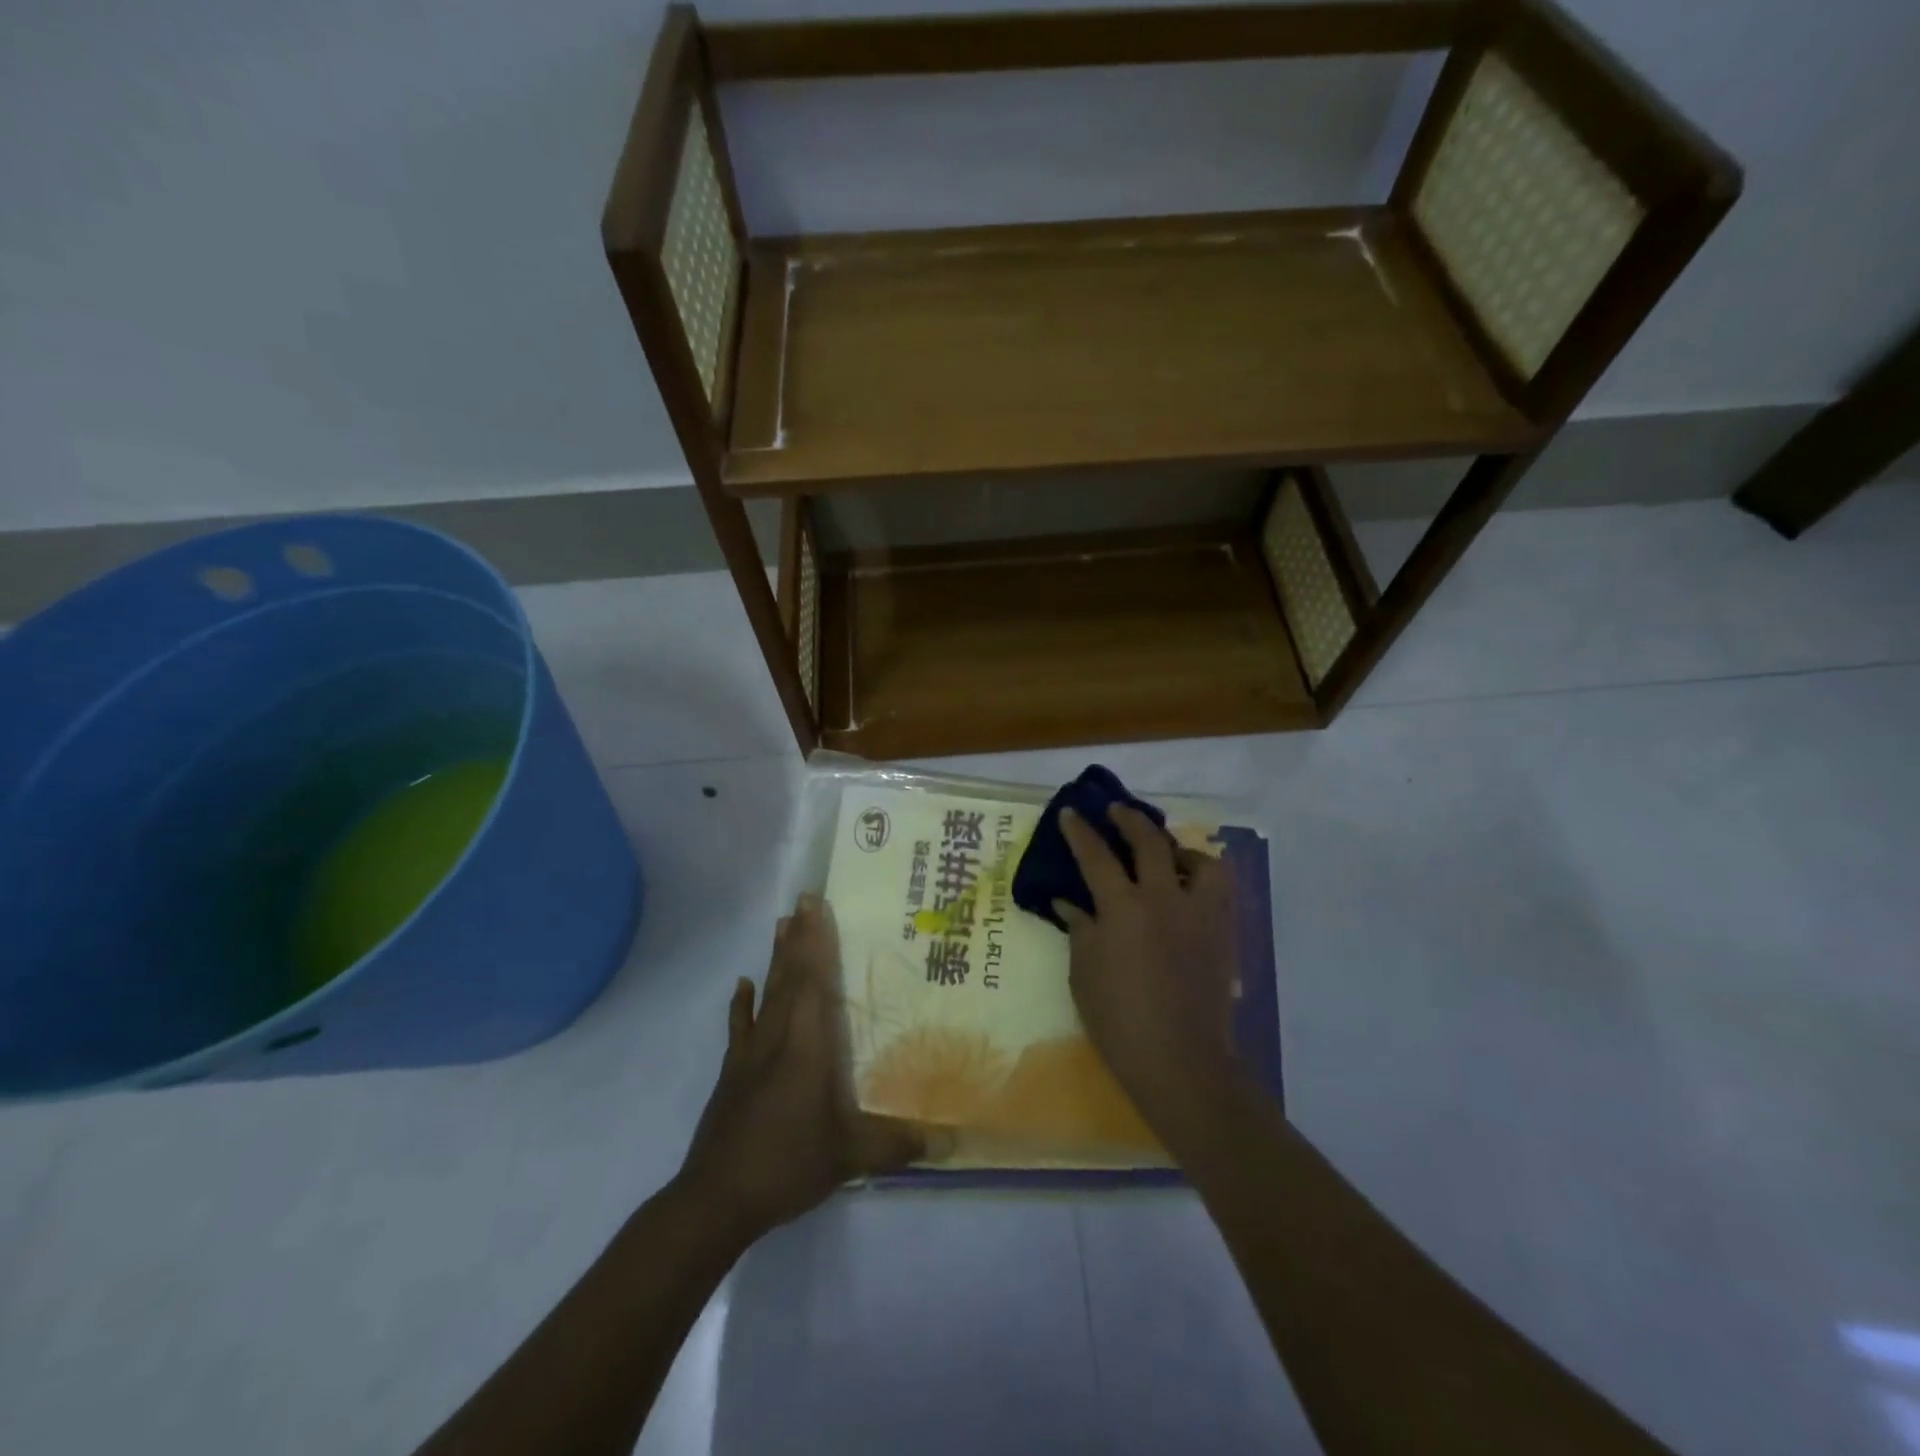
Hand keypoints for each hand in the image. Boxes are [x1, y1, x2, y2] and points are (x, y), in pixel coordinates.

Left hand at [677, 894, 926, 1246]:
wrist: (716, 1200)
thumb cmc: (788, 1164)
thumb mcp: (851, 1156)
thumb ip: (900, 1144)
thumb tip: (954, 1142)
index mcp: (806, 1046)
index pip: (813, 982)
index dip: (817, 942)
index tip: (817, 906)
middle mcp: (777, 1037)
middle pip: (789, 976)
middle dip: (799, 936)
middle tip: (803, 899)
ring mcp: (750, 1053)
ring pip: (766, 993)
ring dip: (775, 958)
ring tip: (780, 924)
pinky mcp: (732, 1072)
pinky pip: (740, 1026)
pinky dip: (742, 1003)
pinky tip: (742, 985)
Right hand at [1055, 807, 1242, 1131]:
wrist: (1181, 1061)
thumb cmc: (1119, 1020)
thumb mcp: (1083, 974)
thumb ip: (1079, 930)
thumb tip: (1069, 903)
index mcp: (1123, 908)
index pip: (1096, 856)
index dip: (1080, 832)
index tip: (1071, 812)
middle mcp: (1164, 899)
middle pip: (1149, 842)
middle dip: (1129, 820)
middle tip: (1116, 811)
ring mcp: (1199, 914)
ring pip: (1200, 861)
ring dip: (1179, 849)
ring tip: (1166, 855)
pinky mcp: (1222, 933)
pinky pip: (1218, 890)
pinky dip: (1202, 879)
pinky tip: (1187, 892)